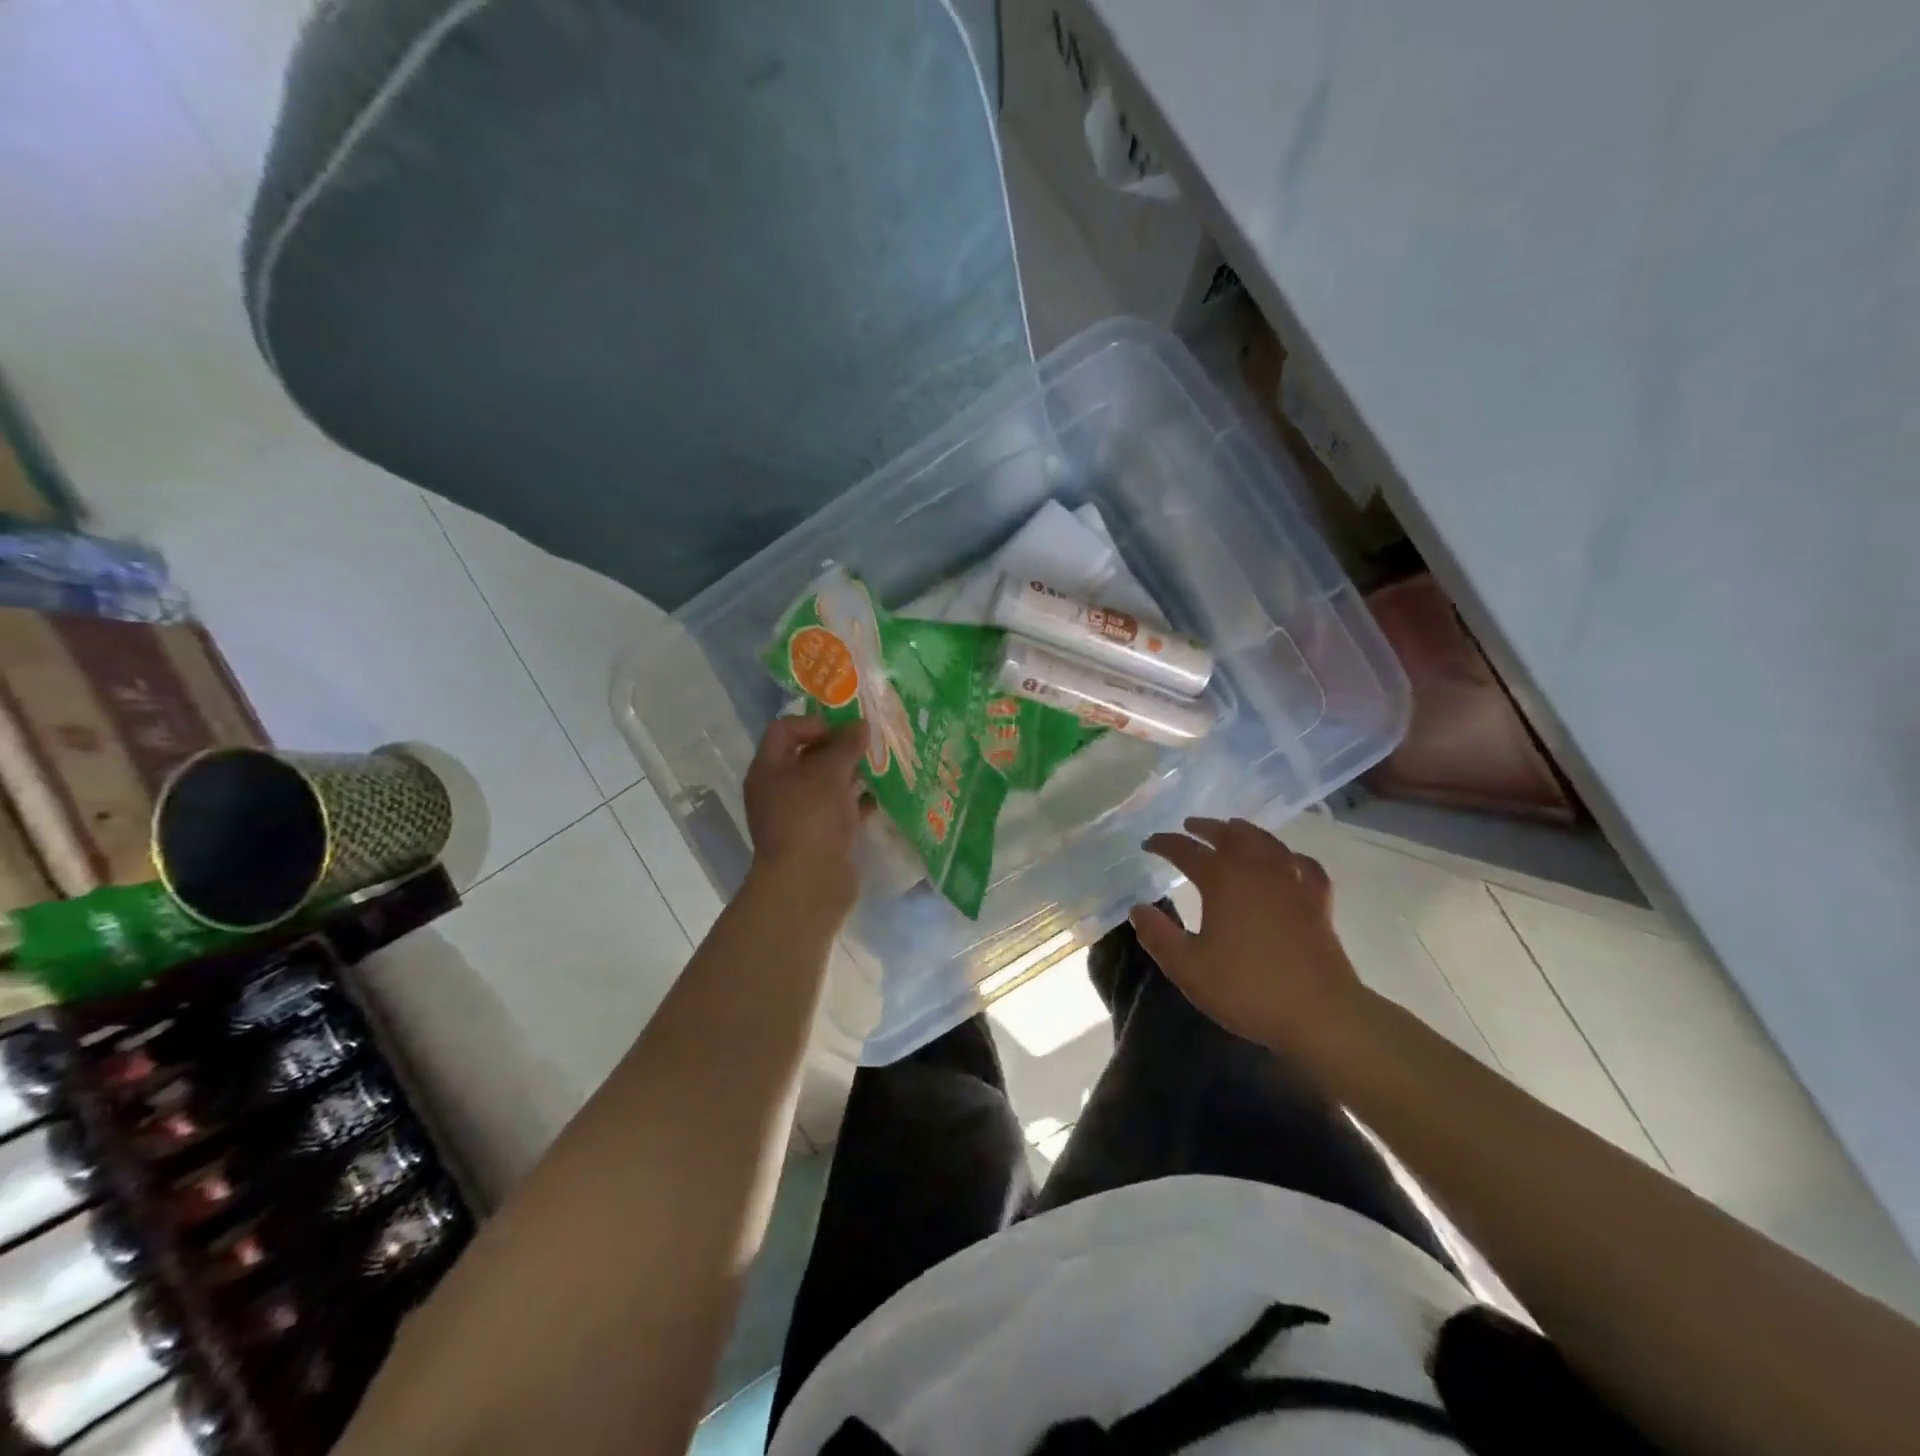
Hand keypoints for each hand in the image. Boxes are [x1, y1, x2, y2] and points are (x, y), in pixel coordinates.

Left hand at [742, 716, 870, 917]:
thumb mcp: (829, 772)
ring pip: (827, 785)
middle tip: (869, 744)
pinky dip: (858, 803)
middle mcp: (779, 790)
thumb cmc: (811, 818)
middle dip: (839, 748)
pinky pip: (839, 811)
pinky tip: (880, 798)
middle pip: (808, 757)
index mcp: (768, 769)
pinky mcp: (820, 838)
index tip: (844, 731)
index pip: (785, 729)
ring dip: (851, 775)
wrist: (808, 884)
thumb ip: (846, 745)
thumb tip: (860, 725)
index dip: (813, 723)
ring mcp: (799, 816)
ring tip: (881, 767)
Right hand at [1132, 817, 1370, 1058]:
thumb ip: (1158, 936)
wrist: (1320, 1014)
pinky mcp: (1318, 902)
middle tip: (1190, 826)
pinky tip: (1288, 860)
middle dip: (1206, 828)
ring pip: (1267, 842)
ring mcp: (1292, 883)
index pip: (1186, 851)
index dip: (1165, 844)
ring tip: (1233, 829)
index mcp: (1222, 880)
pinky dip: (1291, 857)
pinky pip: (1304, 866)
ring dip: (1245, 831)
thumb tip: (1138, 909)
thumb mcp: (1188, 968)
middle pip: (1229, 835)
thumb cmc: (1247, 989)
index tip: (1148, 844)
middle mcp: (1257, 870)